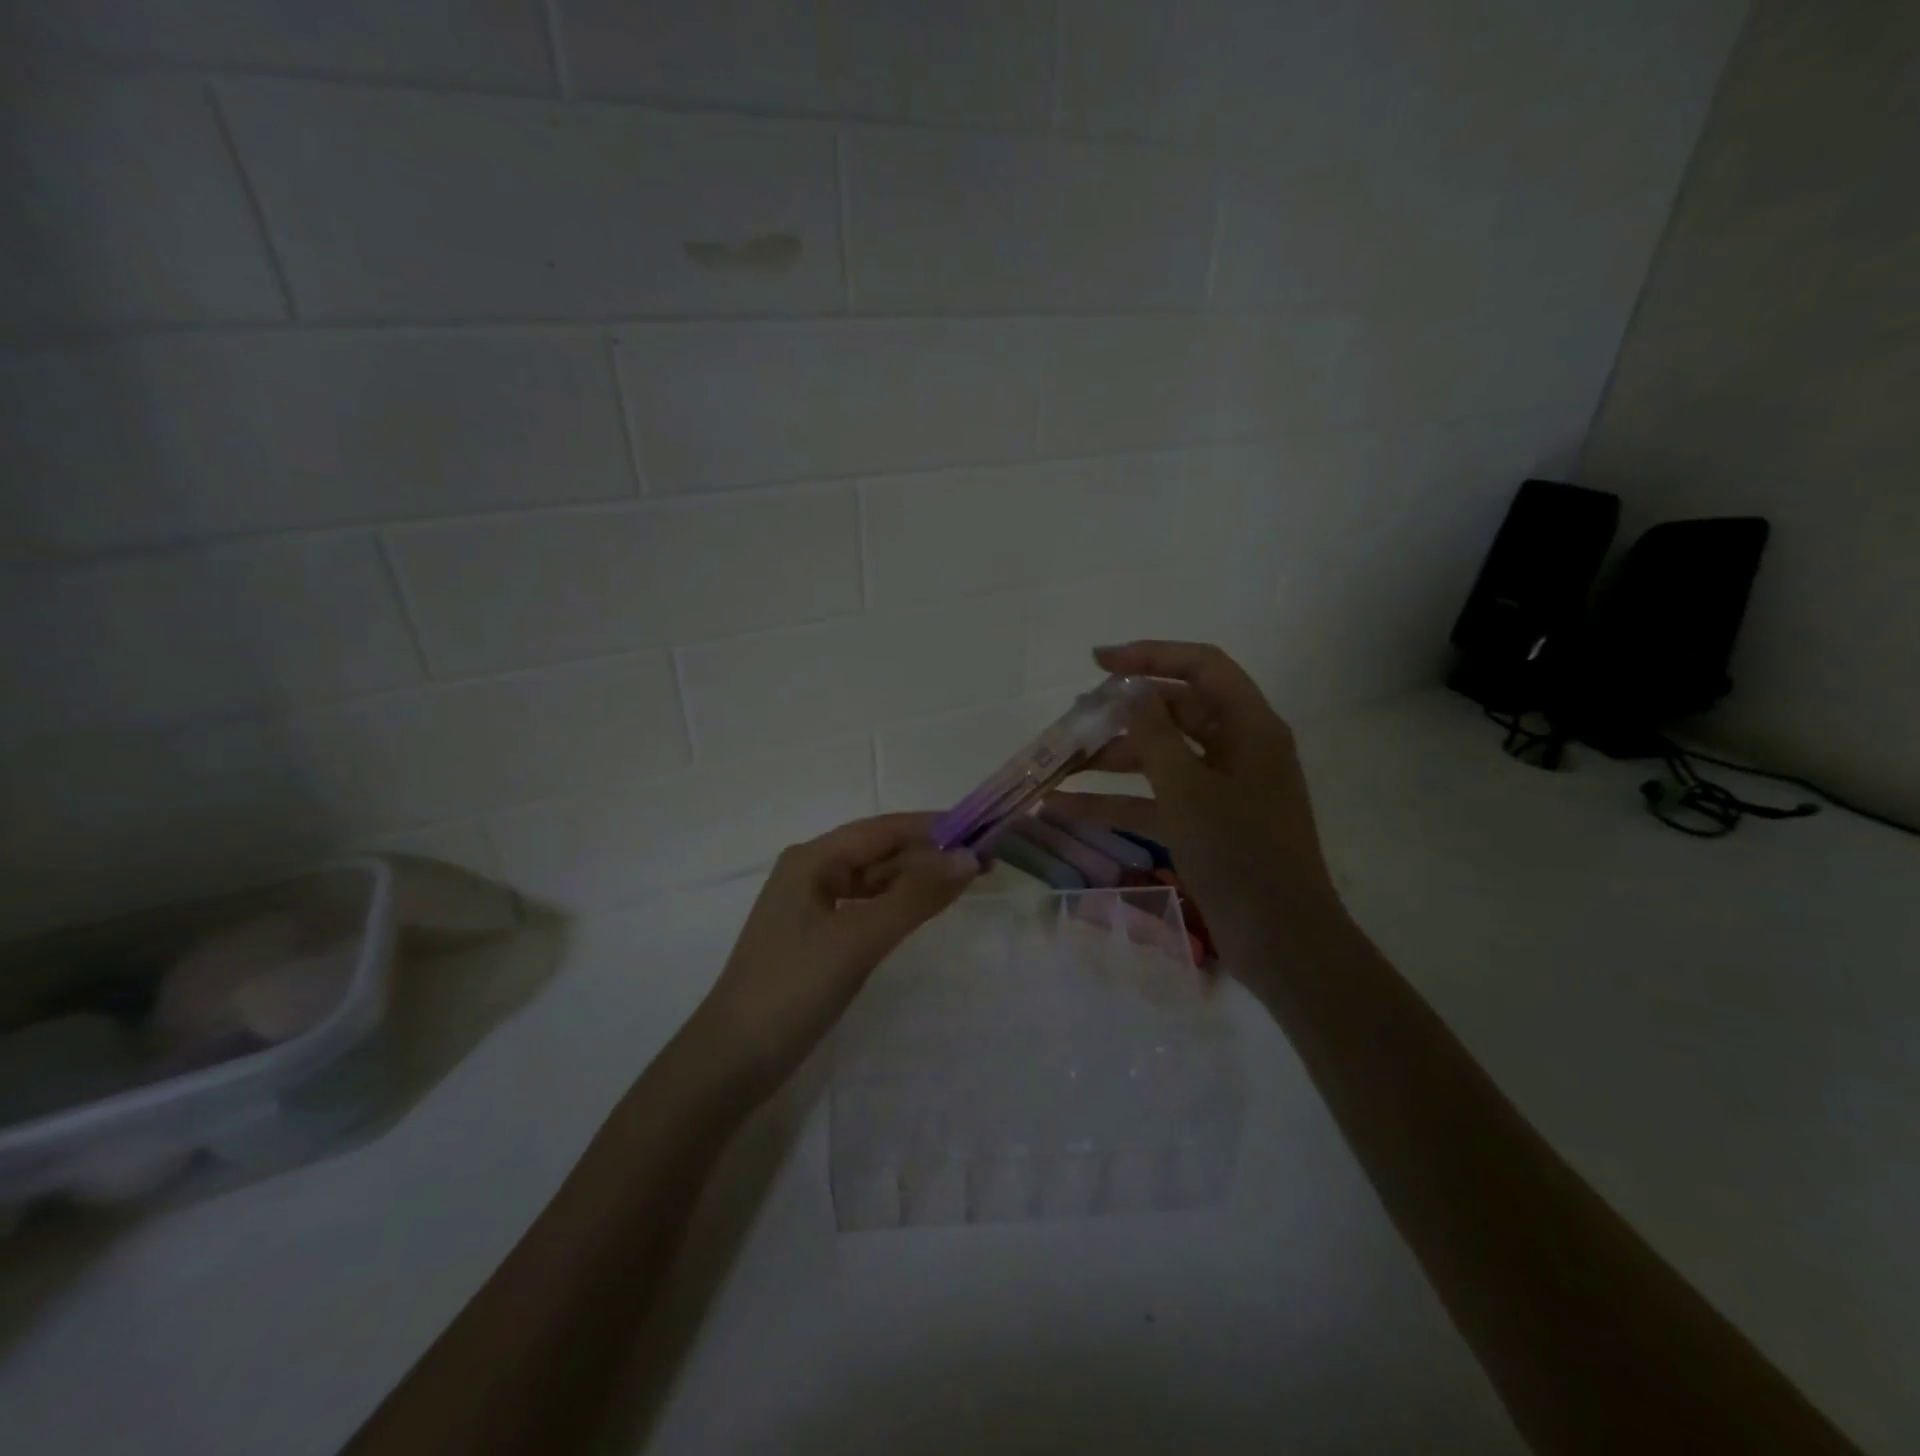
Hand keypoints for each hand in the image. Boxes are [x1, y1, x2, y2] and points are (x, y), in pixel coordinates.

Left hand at [687, 814, 978, 1097]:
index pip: (883, 829)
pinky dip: (897, 906)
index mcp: (813, 859)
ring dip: (916, 880)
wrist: (732, 1062)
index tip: (982, 830)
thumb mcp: (858, 939)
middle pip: (880, 852)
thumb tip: (969, 858)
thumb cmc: (792, 989)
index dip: (934, 828)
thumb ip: (915, 897)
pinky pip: (866, 907)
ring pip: (874, 880)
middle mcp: (811, 872)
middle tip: (985, 864)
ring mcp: (813, 906)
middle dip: (929, 855)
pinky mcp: (818, 936)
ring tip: (965, 884)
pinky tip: (923, 912)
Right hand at [1050, 640, 1346, 960]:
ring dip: (1111, 759)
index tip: (1098, 662)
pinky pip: (1155, 800)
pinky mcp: (1204, 824)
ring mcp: (1221, 789)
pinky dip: (1115, 801)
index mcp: (1249, 726)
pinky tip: (1064, 808)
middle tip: (1073, 718)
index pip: (1201, 667)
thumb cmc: (1239, 854)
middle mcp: (1238, 748)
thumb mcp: (1188, 789)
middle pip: (1175, 711)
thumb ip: (1155, 733)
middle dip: (1122, 713)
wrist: (1281, 941)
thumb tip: (1132, 690)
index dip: (1150, 655)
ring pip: (1159, 757)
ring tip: (1059, 763)